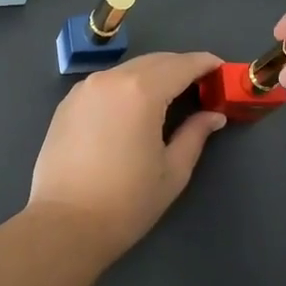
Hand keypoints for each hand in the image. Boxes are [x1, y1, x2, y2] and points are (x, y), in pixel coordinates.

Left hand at [26, 51, 226, 257]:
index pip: (181, 65)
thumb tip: (213, 115)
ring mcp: (85, 88)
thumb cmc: (126, 202)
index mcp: (141, 91)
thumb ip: (195, 135)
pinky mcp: (67, 102)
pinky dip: (126, 86)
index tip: (221, 68)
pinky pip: (105, 83)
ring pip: (128, 69)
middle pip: (154, 61)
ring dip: (152, 75)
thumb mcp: (172, 171)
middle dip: (180, 67)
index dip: (204, 63)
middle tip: (201, 84)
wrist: (64, 224)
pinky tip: (133, 107)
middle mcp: (111, 79)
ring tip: (169, 95)